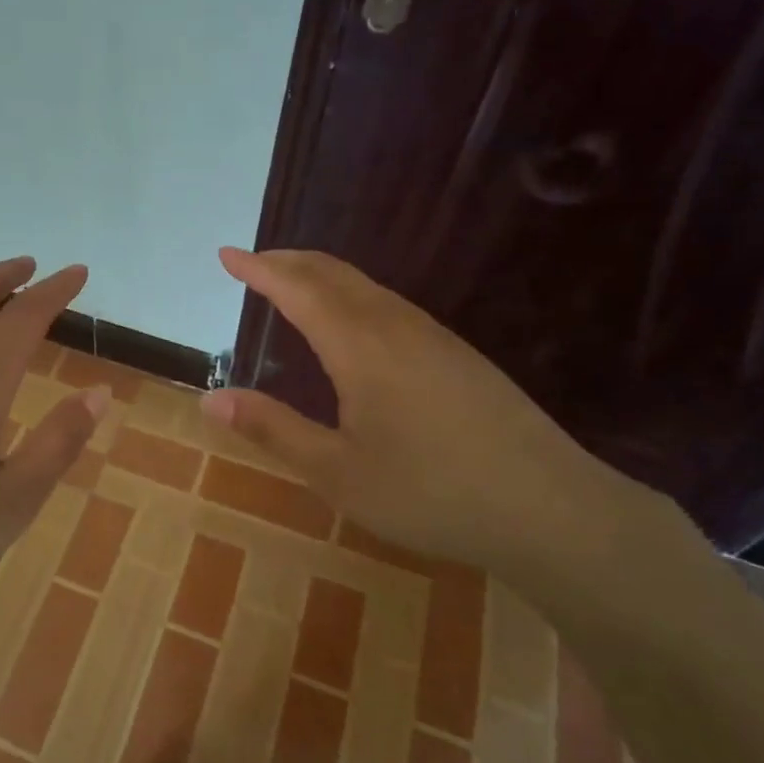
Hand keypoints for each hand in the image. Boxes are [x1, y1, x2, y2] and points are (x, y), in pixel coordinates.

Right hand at [204, 248, 678, 575]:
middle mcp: (396, 326)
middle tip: (253, 261)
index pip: (298, 289)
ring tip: (294, 284)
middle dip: (289, 261)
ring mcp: (434, 337)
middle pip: (334, 274)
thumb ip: (273, 430)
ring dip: (322, 275)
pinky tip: (355, 323)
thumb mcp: (337, 472)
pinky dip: (353, 295)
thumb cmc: (431, 492)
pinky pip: (391, 305)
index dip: (259, 269)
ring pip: (367, 286)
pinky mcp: (459, 355)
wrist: (551, 509)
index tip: (227, 253)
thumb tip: (211, 398)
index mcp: (360, 346)